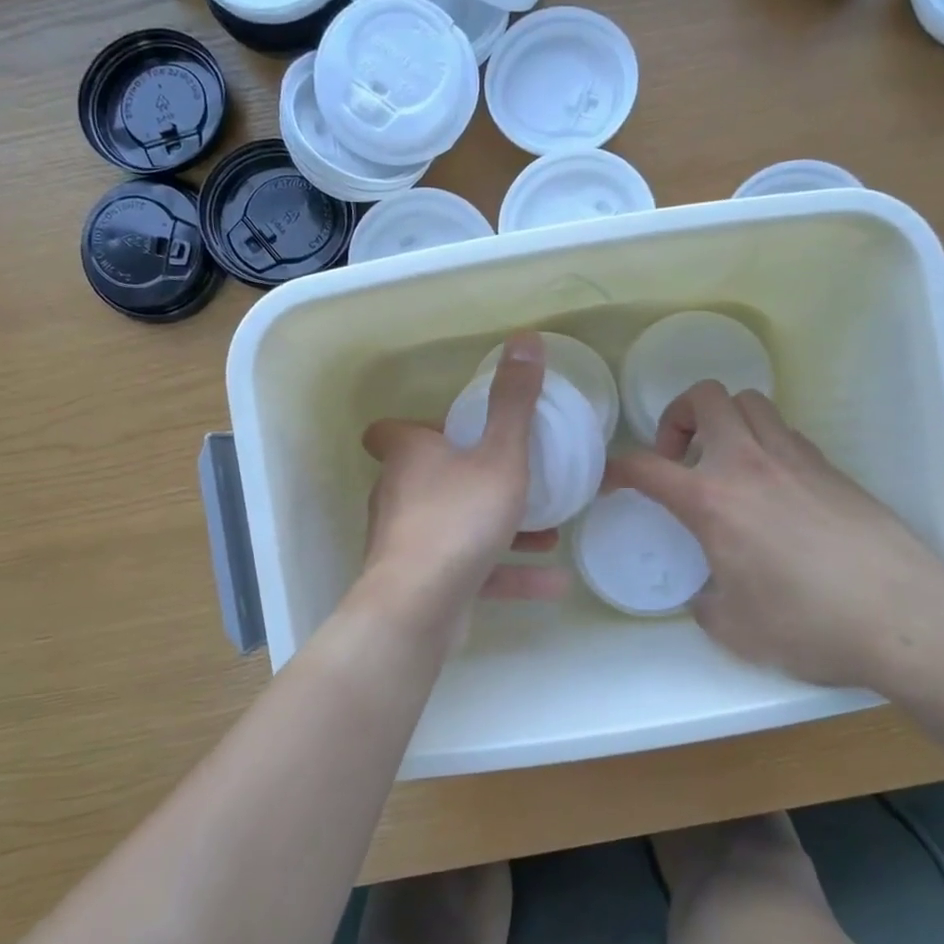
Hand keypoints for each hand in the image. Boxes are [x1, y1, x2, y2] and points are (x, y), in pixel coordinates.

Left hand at [361, 331, 571, 623]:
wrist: (419, 605)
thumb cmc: (459, 517)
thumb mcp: (500, 455)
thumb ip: (514, 402)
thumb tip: (525, 338)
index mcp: (409, 456)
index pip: (390, 431)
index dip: (417, 427)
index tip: (452, 430)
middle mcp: (399, 495)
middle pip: (429, 477)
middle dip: (472, 478)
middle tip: (513, 476)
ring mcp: (407, 543)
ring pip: (457, 526)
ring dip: (501, 529)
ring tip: (550, 533)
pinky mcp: (422, 583)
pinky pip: (470, 570)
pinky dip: (506, 572)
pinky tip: (553, 581)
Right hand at [610, 382, 943, 691]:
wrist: (902, 616)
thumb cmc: (807, 624)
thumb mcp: (734, 628)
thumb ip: (705, 603)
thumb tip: (707, 595)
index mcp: (712, 500)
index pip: (645, 466)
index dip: (618, 469)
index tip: (613, 482)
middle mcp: (748, 464)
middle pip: (704, 397)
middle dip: (677, 416)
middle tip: (679, 457)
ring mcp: (794, 458)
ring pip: (749, 402)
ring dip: (723, 421)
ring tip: (724, 462)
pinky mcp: (830, 467)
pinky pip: (783, 432)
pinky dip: (762, 442)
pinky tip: (770, 486)